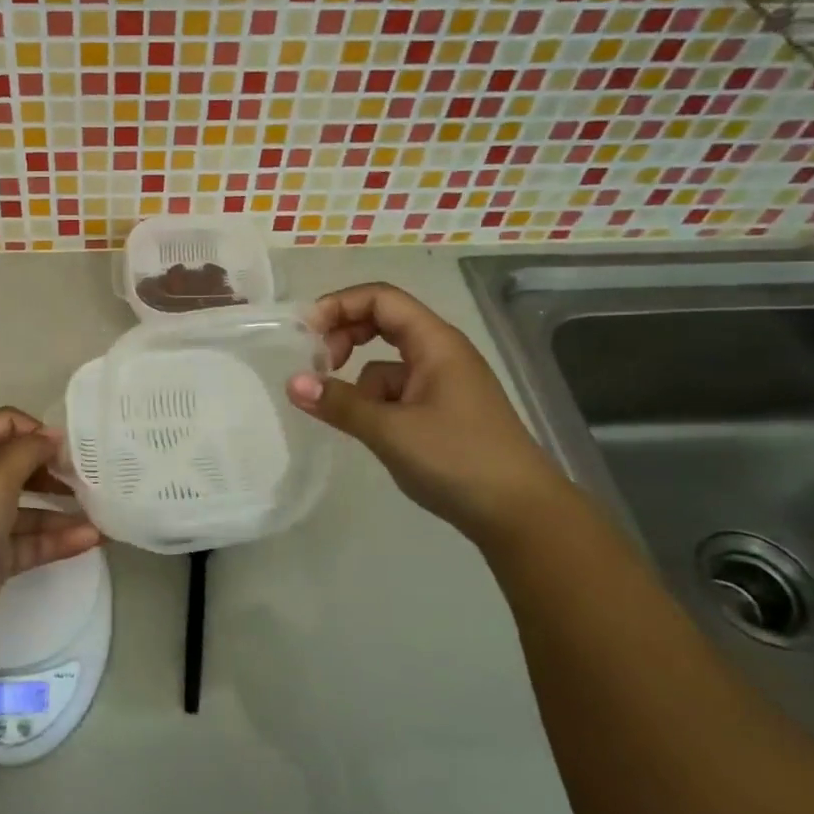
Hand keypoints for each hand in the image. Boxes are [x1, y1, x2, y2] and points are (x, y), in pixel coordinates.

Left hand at [0, 407, 100, 640]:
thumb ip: (29, 450)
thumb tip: (54, 435)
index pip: (7, 425)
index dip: (37, 430)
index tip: (68, 448)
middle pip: (23, 467)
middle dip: (56, 470)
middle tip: (91, 478)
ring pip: (33, 509)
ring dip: (65, 510)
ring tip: (102, 512)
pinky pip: (35, 542)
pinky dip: (61, 540)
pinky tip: (92, 539)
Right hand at [286, 283, 570, 541]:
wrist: (522, 515)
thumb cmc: (459, 460)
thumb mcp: (391, 430)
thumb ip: (340, 403)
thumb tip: (292, 383)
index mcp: (435, 342)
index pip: (381, 298)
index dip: (339, 305)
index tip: (305, 333)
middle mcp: (440, 353)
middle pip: (382, 322)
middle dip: (344, 336)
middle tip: (317, 365)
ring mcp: (442, 384)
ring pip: (386, 363)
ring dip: (359, 379)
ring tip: (343, 413)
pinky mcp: (441, 412)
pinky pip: (397, 393)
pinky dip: (375, 404)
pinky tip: (372, 433)